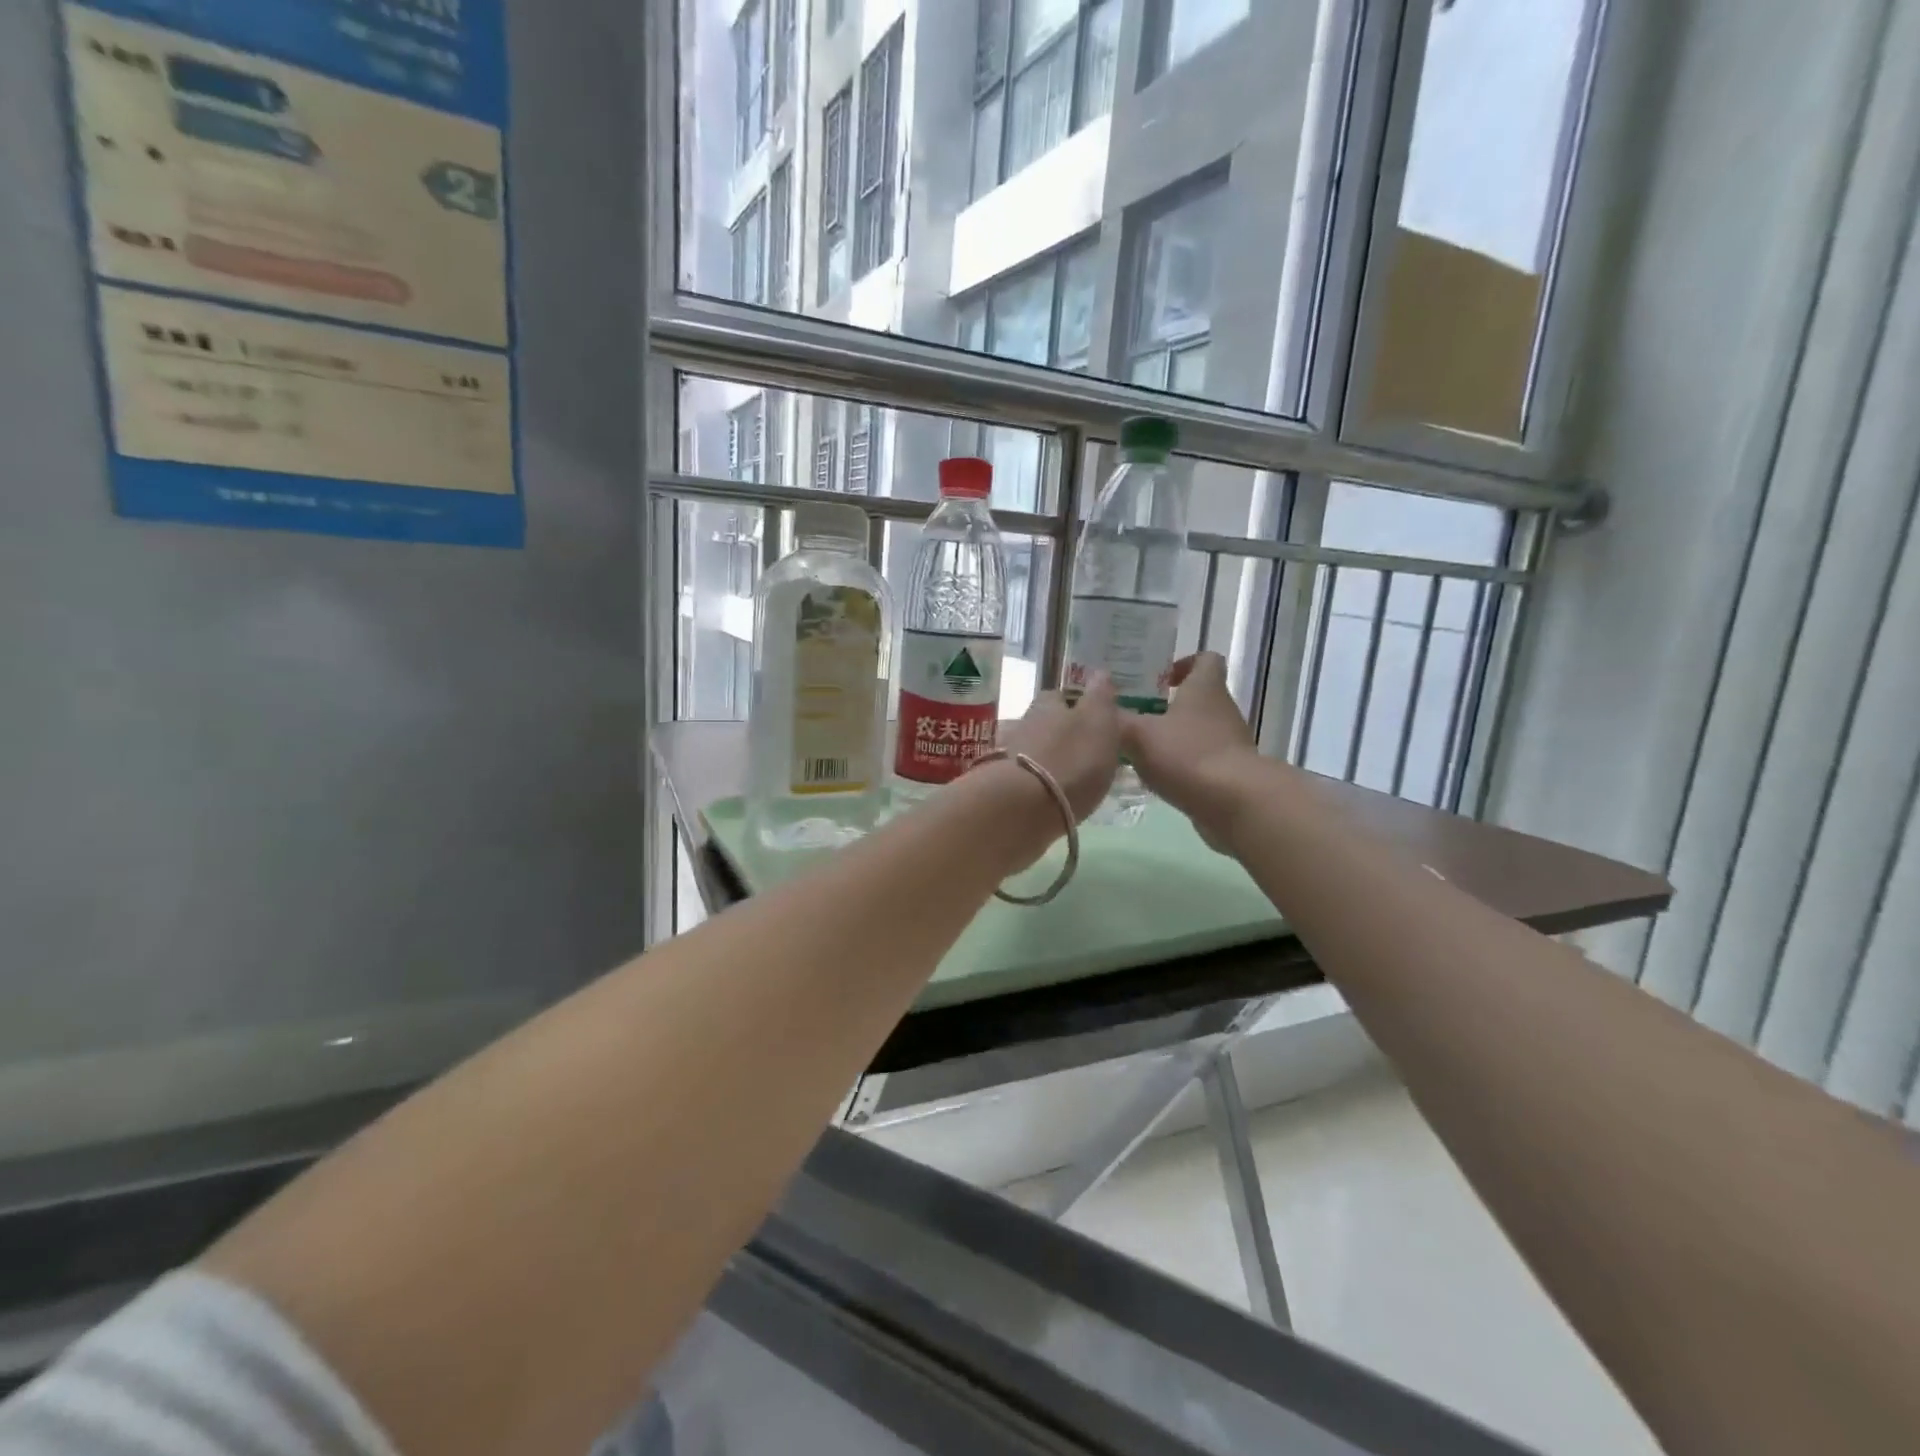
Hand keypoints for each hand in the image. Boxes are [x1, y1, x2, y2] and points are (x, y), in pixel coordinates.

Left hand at [995, 671, 1122, 823]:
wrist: (1024, 806)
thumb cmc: (1071, 759)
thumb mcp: (1098, 722)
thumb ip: (1099, 698)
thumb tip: (1100, 673)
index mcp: (1048, 706)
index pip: (1060, 696)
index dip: (1076, 704)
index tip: (1091, 718)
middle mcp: (1025, 724)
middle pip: (1044, 722)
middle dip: (1060, 732)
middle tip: (1082, 748)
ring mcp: (1009, 756)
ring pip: (1033, 749)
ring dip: (1049, 757)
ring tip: (1070, 774)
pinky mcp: (1003, 787)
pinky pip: (1024, 777)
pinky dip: (1037, 781)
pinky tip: (1051, 793)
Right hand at [1120, 652, 1260, 850]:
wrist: (1235, 803)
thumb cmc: (1187, 755)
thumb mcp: (1138, 735)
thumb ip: (1116, 720)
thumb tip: (1097, 708)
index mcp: (1205, 688)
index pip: (1206, 659)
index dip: (1185, 663)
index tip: (1160, 678)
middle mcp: (1223, 710)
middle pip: (1200, 697)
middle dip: (1170, 705)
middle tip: (1137, 715)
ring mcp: (1231, 743)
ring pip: (1200, 731)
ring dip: (1175, 738)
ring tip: (1141, 751)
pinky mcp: (1232, 773)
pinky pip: (1204, 761)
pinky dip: (1184, 766)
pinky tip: (1159, 779)